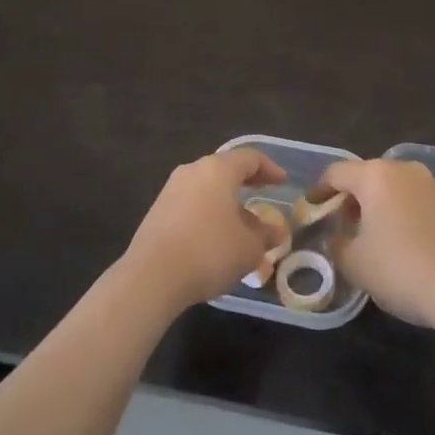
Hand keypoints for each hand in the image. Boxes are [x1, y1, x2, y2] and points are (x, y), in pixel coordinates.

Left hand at [123, 149, 287, 312]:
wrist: (152, 276)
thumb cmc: (210, 252)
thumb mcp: (249, 247)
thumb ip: (265, 234)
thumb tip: (274, 230)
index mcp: (217, 170)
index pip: (249, 158)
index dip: (270, 168)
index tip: (282, 182)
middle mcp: (192, 171)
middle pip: (224, 169)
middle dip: (246, 182)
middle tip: (263, 193)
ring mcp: (170, 190)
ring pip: (206, 187)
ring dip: (226, 201)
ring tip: (241, 223)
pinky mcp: (157, 212)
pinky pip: (190, 204)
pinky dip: (208, 213)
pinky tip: (215, 237)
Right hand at [320, 158, 434, 325]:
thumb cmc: (398, 268)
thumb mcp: (353, 262)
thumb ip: (336, 243)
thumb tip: (337, 237)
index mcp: (374, 175)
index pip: (336, 173)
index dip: (319, 191)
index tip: (311, 211)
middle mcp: (402, 170)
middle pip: (365, 177)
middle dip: (349, 200)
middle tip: (340, 227)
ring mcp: (430, 184)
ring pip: (391, 189)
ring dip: (376, 207)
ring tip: (369, 238)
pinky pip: (413, 201)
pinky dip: (399, 214)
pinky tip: (399, 243)